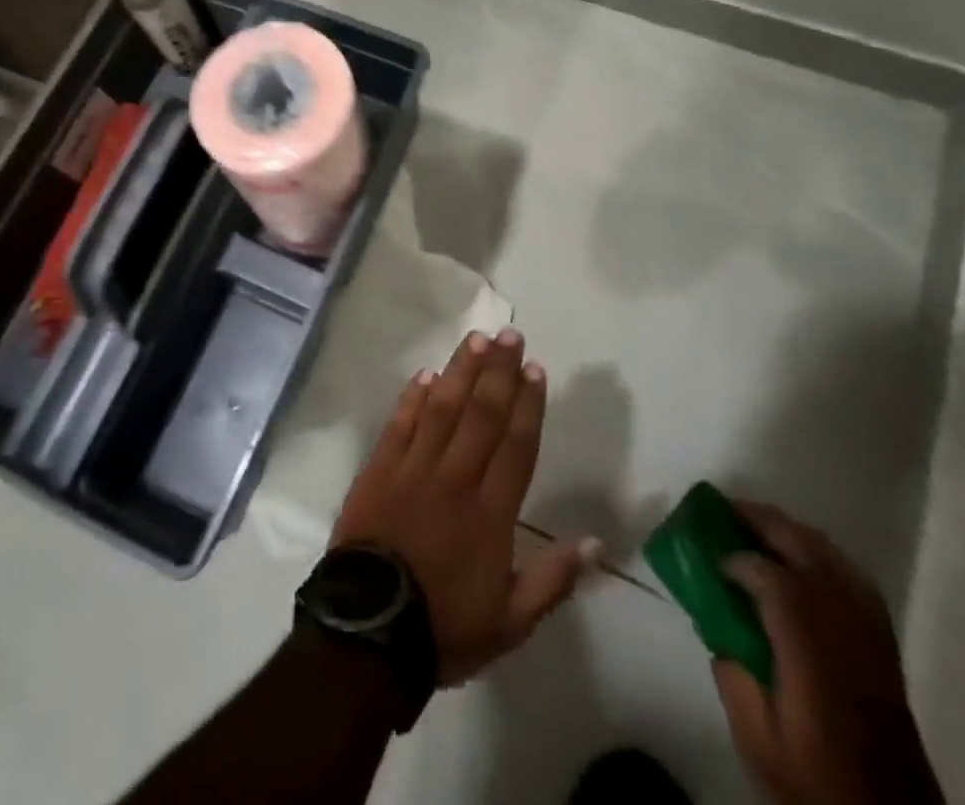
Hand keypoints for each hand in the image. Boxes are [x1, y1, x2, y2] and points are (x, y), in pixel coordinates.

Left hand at [331, 327, 598, 683]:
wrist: (368, 632)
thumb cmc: (444, 627)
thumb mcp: (510, 622)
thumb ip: (553, 579)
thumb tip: (596, 542)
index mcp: (490, 512)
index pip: (515, 445)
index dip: (527, 404)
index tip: (535, 368)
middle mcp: (454, 478)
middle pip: (481, 414)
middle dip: (498, 371)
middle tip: (509, 334)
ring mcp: (412, 468)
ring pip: (441, 408)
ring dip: (460, 371)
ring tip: (476, 339)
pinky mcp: (378, 468)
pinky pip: (399, 423)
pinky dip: (412, 397)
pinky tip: (425, 373)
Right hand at [712, 500, 944, 804]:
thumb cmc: (818, 784)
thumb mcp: (759, 742)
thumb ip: (732, 678)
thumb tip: (719, 629)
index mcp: (811, 653)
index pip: (774, 579)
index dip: (738, 559)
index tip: (710, 558)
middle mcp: (845, 630)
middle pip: (806, 550)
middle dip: (762, 521)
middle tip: (724, 511)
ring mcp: (871, 633)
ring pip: (831, 555)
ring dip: (791, 532)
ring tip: (756, 526)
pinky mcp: (884, 645)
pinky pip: (851, 577)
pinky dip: (820, 554)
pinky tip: (800, 559)